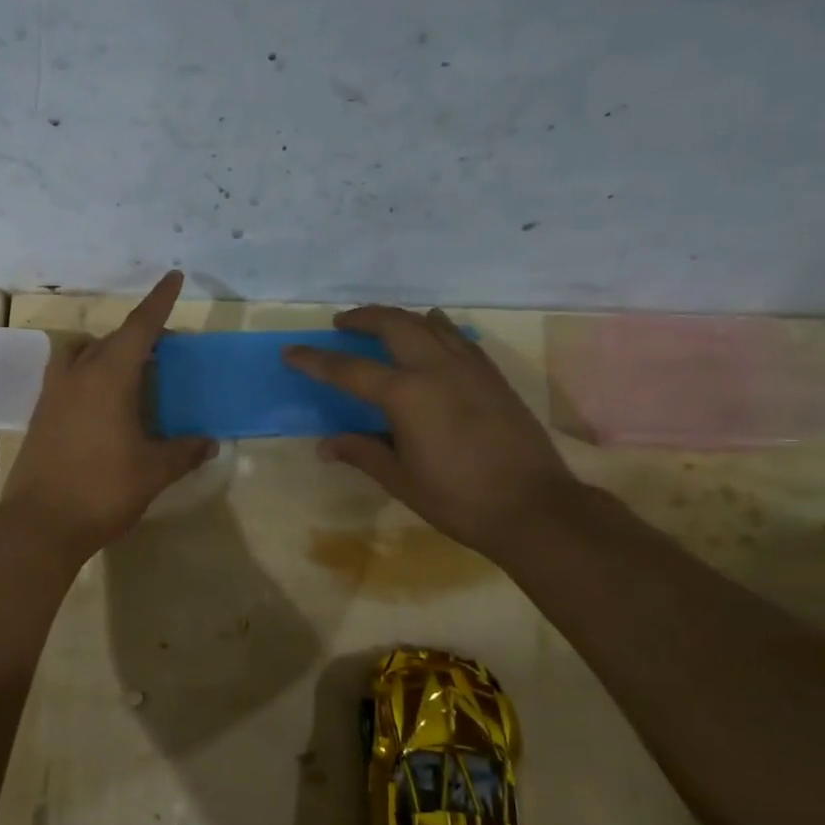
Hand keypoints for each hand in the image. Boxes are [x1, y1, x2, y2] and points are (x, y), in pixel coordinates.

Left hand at [0, 271, 214, 558]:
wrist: (39, 524)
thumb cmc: (102, 490)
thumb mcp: (153, 471)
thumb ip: (184, 451)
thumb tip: (210, 442)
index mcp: (109, 377)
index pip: (139, 327)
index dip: (159, 301)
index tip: (173, 277)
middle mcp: (78, 375)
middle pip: (111, 339)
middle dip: (139, 335)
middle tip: (165, 348)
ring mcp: (53, 394)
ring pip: (80, 353)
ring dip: (105, 351)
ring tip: (129, 372)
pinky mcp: (40, 416)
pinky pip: (67, 377)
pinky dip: (88, 374)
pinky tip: (104, 404)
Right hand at [285, 306, 579, 556]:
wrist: (534, 507)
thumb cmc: (458, 499)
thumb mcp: (401, 480)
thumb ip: (362, 453)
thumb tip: (326, 445)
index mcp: (406, 395)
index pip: (349, 370)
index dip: (315, 361)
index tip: (290, 352)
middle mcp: (436, 369)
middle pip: (393, 325)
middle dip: (362, 317)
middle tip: (341, 323)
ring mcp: (469, 367)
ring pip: (429, 323)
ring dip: (399, 317)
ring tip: (382, 323)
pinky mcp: (493, 376)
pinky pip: (458, 337)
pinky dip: (436, 328)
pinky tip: (432, 334)